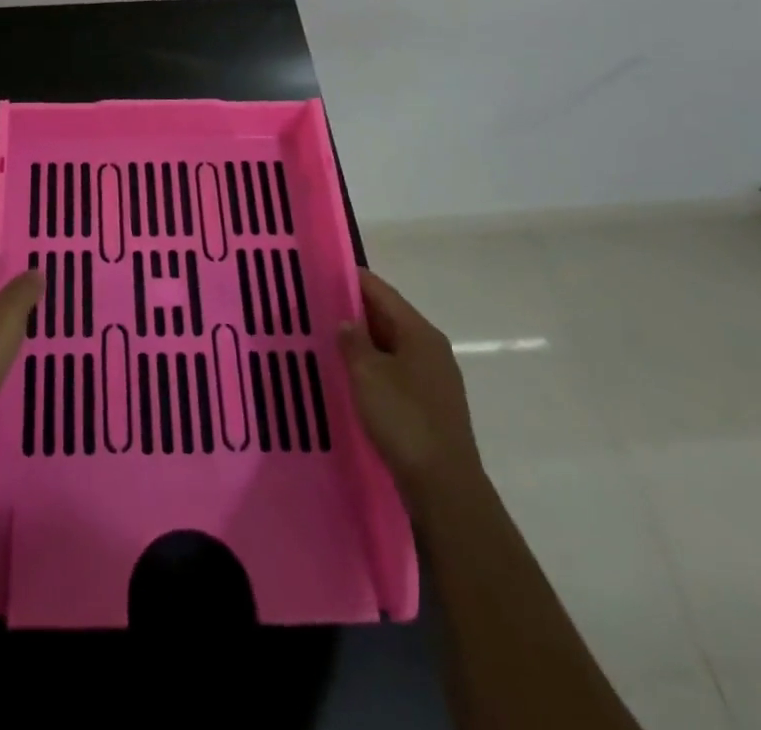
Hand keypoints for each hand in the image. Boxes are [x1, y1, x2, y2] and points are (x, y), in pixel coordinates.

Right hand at [338, 269, 483, 507]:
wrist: (445, 488)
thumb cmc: (405, 420)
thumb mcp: (367, 374)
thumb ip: (353, 341)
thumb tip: (346, 321)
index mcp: (419, 332)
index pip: (381, 291)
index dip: (351, 279)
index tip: (321, 272)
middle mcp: (431, 348)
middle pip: (387, 317)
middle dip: (353, 311)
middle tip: (315, 307)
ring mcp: (434, 378)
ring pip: (391, 346)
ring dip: (362, 342)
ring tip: (326, 340)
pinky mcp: (430, 405)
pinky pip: (395, 371)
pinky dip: (372, 366)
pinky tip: (350, 377)